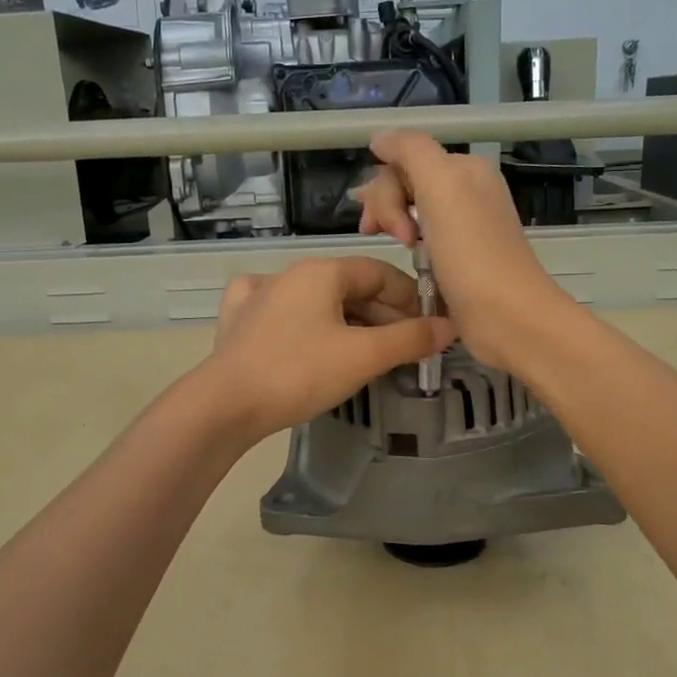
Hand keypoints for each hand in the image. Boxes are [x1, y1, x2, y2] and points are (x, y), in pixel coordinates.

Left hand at [201, 256, 456, 440]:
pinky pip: (281, 312)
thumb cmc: (300, 372)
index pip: (379, 272)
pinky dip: (305, 323)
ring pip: (317, 302)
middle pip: (349, 287)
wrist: (226, 404)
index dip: (410, 297)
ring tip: (370, 353)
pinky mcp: (238, 322)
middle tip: (405, 347)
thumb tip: (450, 326)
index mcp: (321, 271)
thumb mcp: (363, 356)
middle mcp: (290, 274)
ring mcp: (258, 295)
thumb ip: (410, 339)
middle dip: (382, 315)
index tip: (429, 326)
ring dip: (349, 323)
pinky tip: (307, 334)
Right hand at [356, 130, 580, 369]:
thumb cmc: (471, 253)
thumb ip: (410, 150)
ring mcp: (463, 227)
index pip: (405, 160)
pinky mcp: (459, 259)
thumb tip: (379, 138)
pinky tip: (408, 261)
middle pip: (406, 184)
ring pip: (410, 211)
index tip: (385, 225)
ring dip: (394, 226)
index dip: (386, 188)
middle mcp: (467, 192)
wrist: (507, 317)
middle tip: (392, 239)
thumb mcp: (441, 185)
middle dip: (387, 208)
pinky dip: (409, 247)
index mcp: (465, 170)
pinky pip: (422, 240)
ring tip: (397, 249)